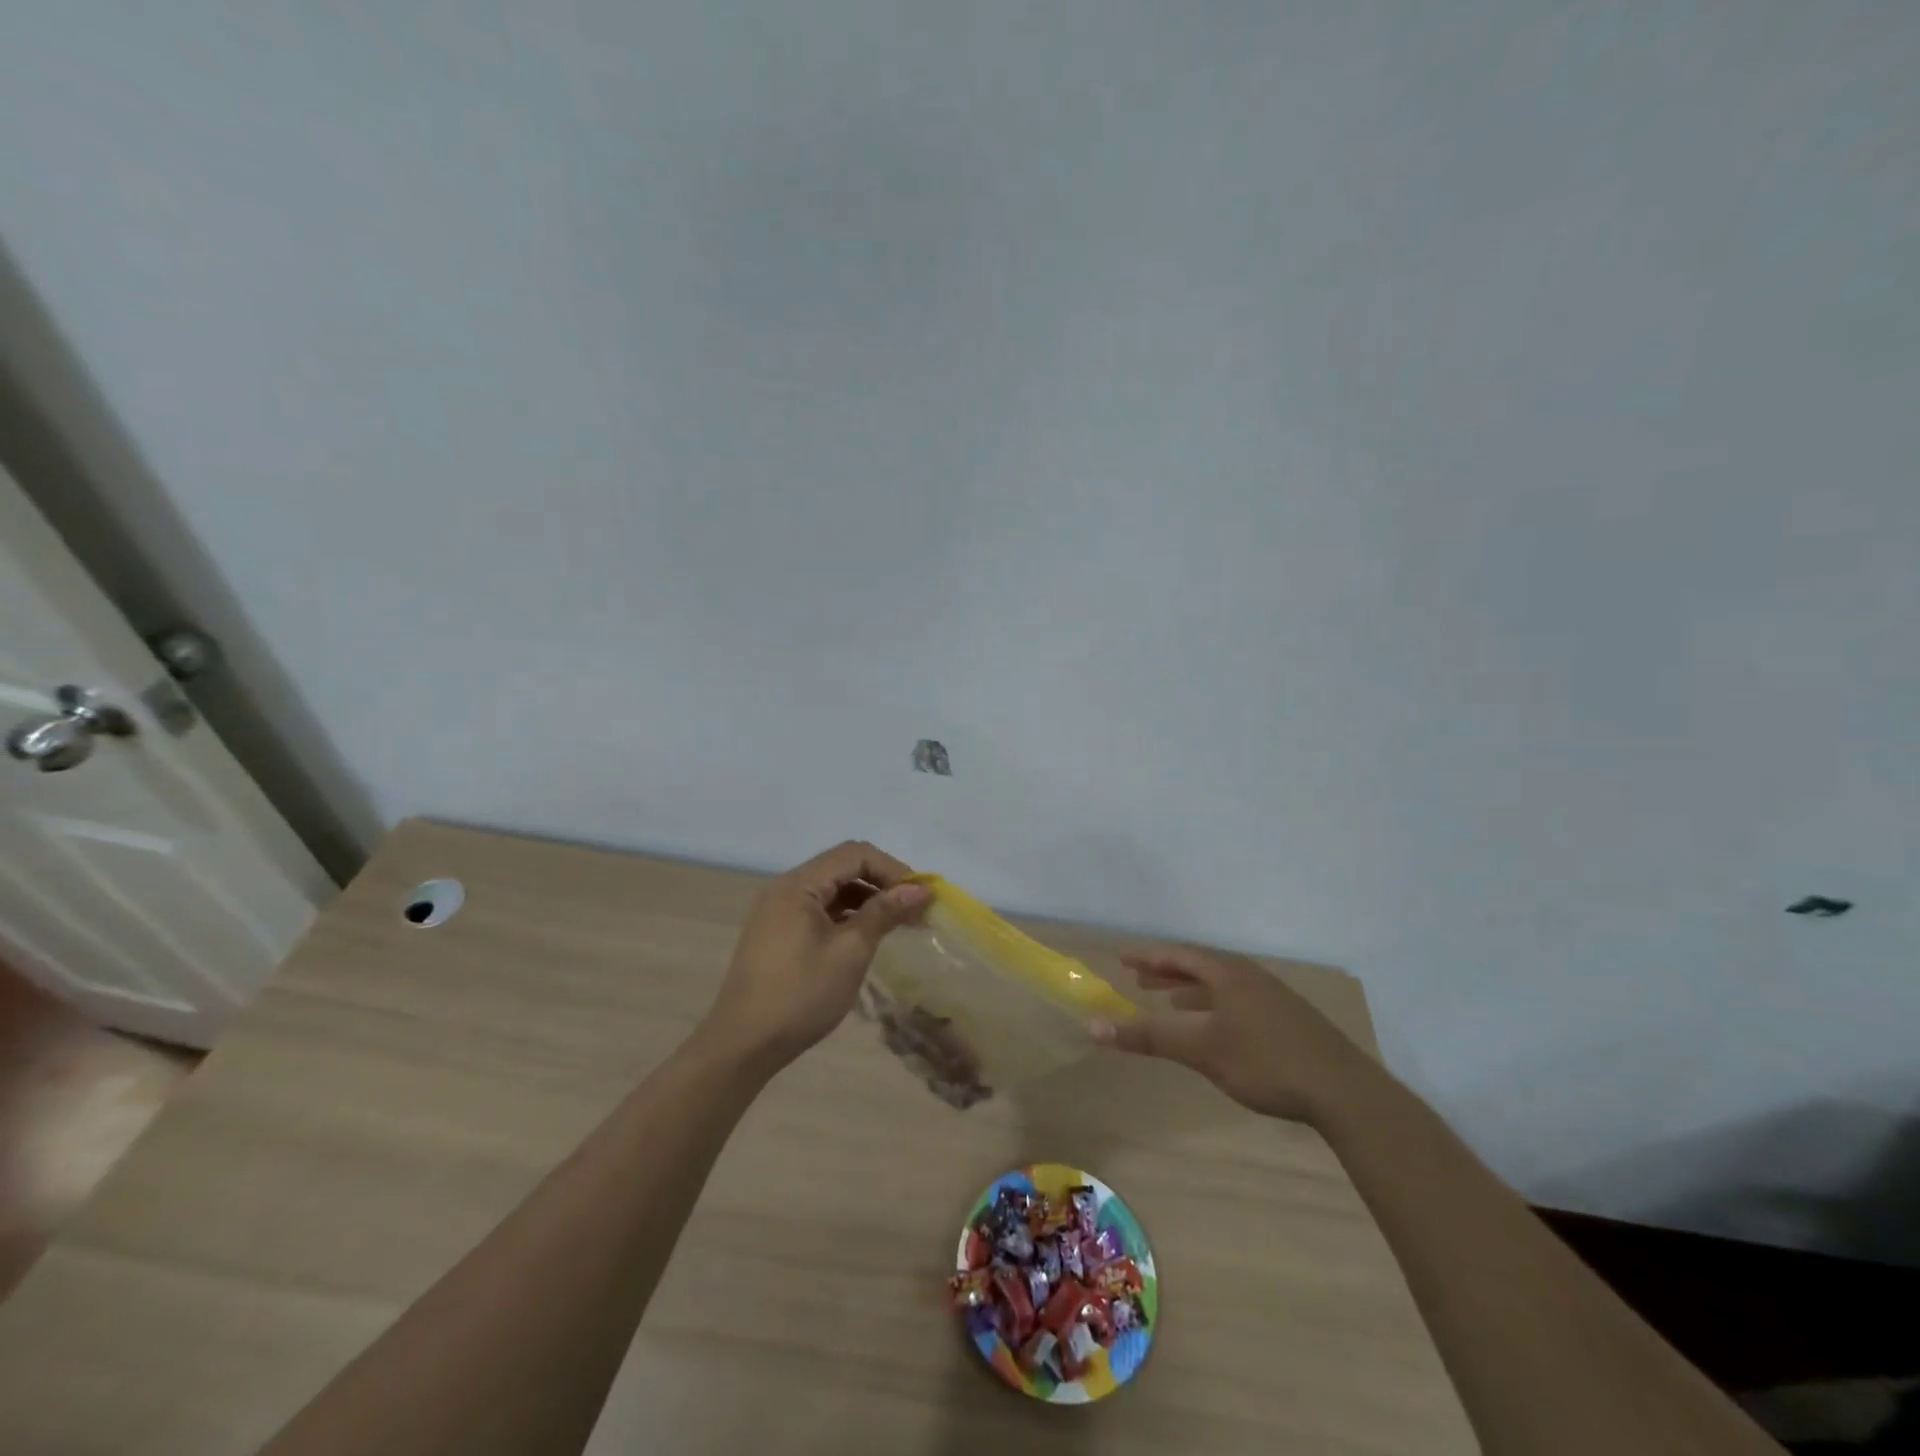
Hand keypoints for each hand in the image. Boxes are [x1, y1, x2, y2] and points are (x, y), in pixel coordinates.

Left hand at [701, 841, 930, 1070]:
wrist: (743, 1045)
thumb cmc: (800, 995)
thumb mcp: (850, 952)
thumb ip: (884, 913)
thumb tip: (920, 889)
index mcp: (798, 885)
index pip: (854, 854)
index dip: (892, 869)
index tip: (920, 896)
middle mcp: (785, 888)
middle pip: (842, 867)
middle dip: (882, 882)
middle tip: (914, 909)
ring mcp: (778, 911)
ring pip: (831, 889)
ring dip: (866, 899)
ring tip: (897, 924)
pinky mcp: (778, 933)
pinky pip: (819, 909)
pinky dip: (846, 915)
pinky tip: (866, 936)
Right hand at [1092, 945, 1381, 1123]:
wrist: (1344, 1092)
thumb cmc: (1265, 1062)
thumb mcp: (1201, 1050)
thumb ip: (1149, 1037)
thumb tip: (1093, 1027)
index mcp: (1228, 974)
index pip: (1178, 956)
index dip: (1148, 957)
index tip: (1121, 958)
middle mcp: (1249, 977)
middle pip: (1200, 966)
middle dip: (1167, 972)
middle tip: (1139, 977)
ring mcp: (1273, 997)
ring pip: (1221, 985)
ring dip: (1191, 990)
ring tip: (1170, 1001)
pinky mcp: (1289, 1019)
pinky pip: (1238, 1000)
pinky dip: (1215, 1006)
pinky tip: (1217, 1028)